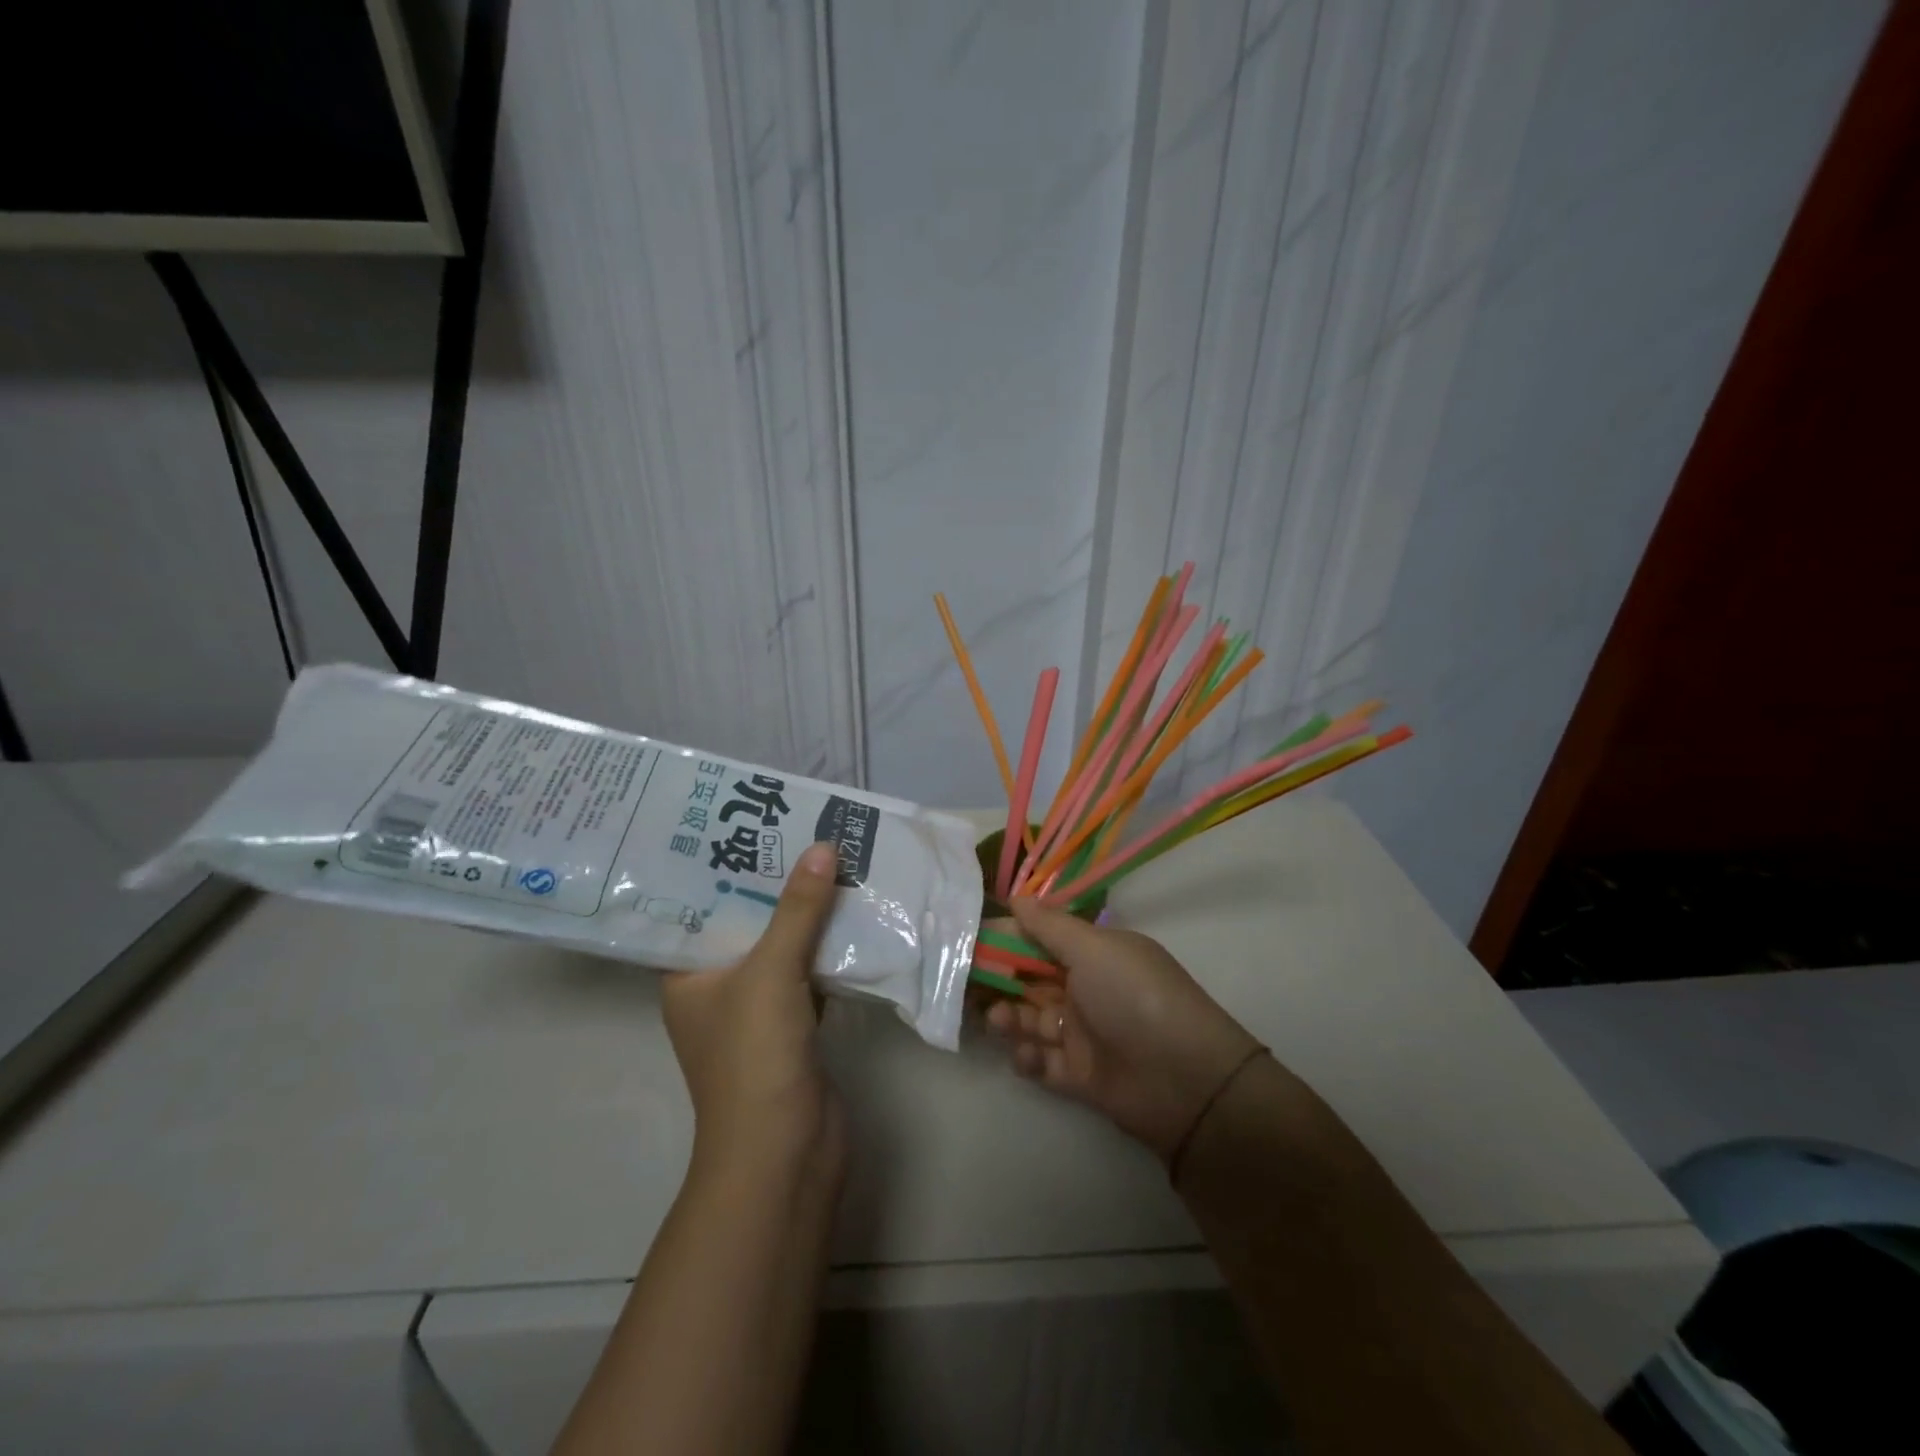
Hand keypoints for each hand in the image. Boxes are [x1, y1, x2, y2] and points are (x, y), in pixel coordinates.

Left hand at [660, 841, 844, 1174]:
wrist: (786, 1152)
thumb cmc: (755, 1056)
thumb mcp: (771, 971)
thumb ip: (798, 909)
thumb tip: (823, 847)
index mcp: (686, 975)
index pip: (697, 908)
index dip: (722, 868)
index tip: (749, 824)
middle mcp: (716, 988)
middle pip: (746, 922)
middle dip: (776, 883)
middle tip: (802, 831)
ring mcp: (756, 1010)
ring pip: (782, 946)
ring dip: (807, 913)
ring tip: (832, 858)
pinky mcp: (793, 1026)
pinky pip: (809, 972)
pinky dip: (828, 947)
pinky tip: (854, 913)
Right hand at [986, 897, 1264, 1162]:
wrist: (1185, 1080)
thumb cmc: (1134, 997)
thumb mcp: (1093, 950)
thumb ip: (1049, 926)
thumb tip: (1015, 897)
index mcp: (1094, 955)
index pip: (1041, 939)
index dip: (1007, 939)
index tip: (971, 939)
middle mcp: (1086, 990)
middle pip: (1030, 981)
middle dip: (999, 981)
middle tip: (966, 983)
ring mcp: (1083, 1034)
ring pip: (1031, 1020)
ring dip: (1009, 1018)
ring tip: (997, 1020)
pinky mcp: (1079, 1076)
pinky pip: (1042, 1062)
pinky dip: (1029, 1057)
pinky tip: (1027, 1055)